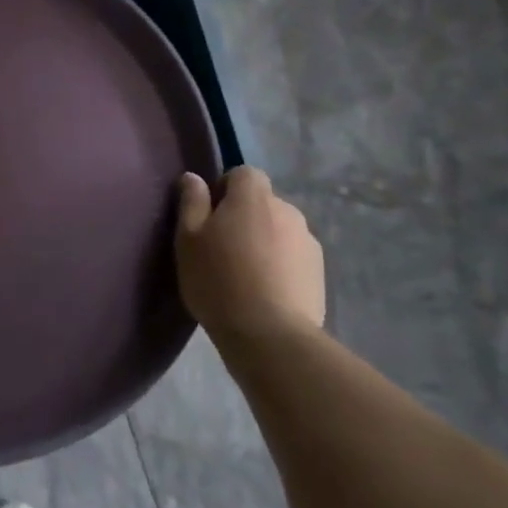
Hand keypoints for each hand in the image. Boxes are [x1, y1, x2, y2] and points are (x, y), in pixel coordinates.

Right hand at [174, 166, 325, 347]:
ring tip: (244, 274)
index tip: (209, 218)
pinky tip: (264, 291)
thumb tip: (193, 178)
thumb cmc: (218, 280)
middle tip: (222, 249)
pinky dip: (279, 264)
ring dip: (264, 241)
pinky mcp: (319, 271)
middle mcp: (287, 210)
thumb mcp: (188, 240)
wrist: (269, 333)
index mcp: (253, 198)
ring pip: (279, 230)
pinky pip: (293, 255)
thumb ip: (191, 203)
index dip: (225, 189)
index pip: (243, 174)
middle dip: (245, 217)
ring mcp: (308, 241)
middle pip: (263, 202)